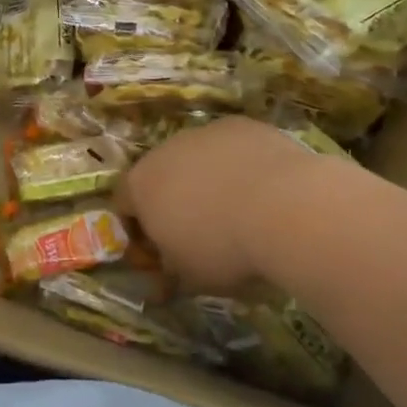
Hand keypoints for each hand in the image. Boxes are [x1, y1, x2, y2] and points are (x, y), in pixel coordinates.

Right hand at [117, 117, 333, 291]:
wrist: (283, 206)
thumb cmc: (224, 248)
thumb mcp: (191, 277)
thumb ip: (171, 273)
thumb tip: (164, 282)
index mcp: (141, 186)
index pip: (124, 203)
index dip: (138, 226)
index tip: (159, 249)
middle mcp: (164, 150)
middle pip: (161, 174)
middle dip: (174, 198)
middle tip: (200, 229)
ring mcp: (203, 132)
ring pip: (198, 156)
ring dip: (208, 178)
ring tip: (239, 208)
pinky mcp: (241, 125)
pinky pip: (232, 146)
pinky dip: (240, 163)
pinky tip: (264, 188)